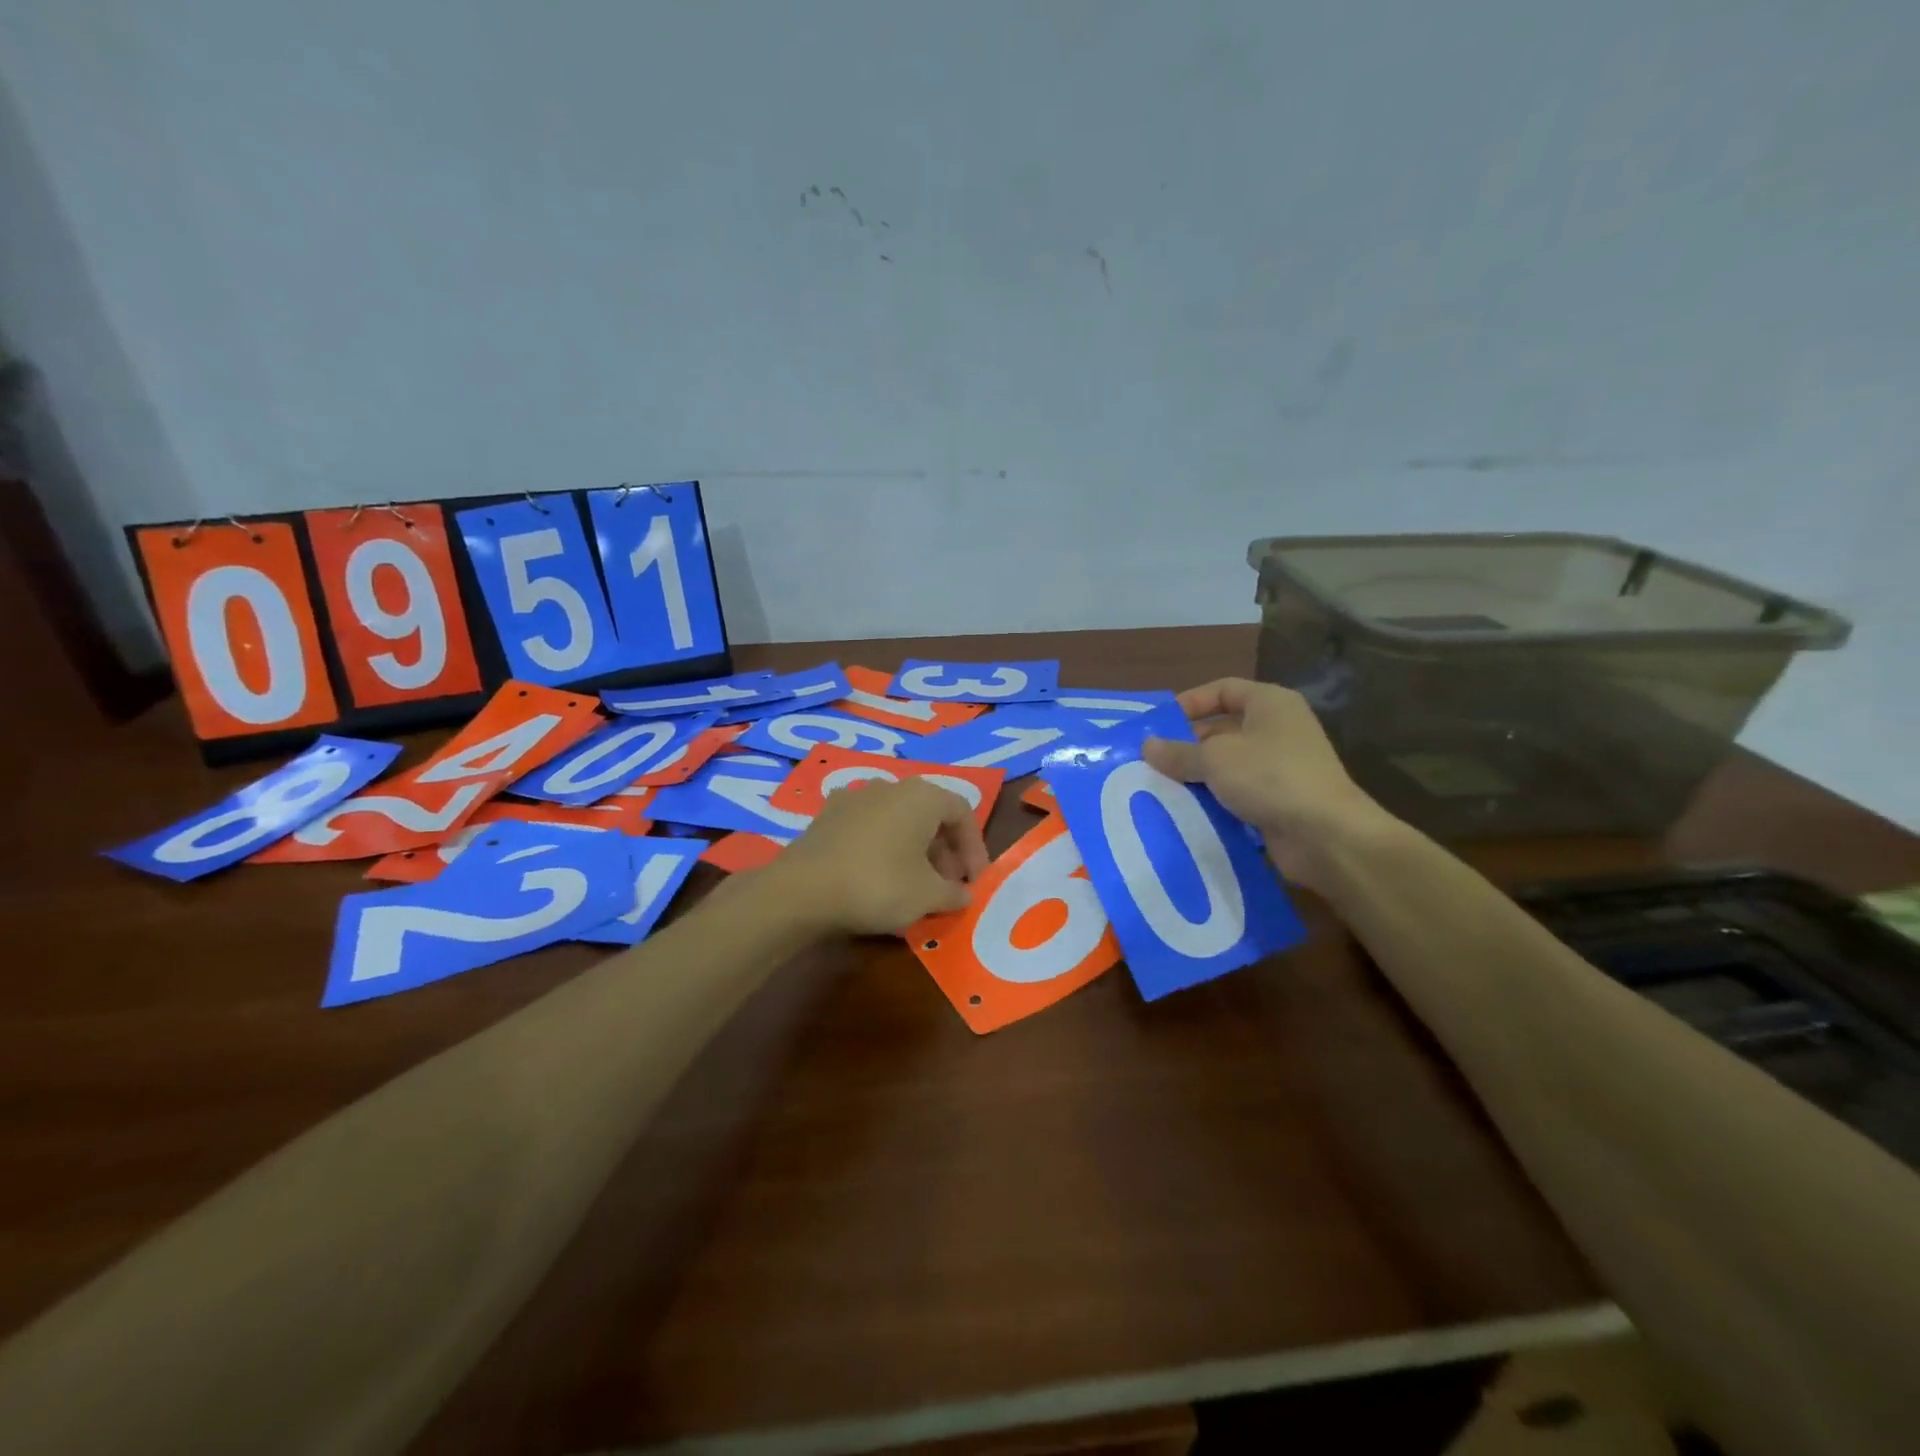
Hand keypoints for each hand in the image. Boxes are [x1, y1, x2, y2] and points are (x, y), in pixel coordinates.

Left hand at [763, 777, 990, 935]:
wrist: (802, 889)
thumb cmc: (878, 885)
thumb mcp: (927, 896)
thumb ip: (953, 893)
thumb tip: (964, 895)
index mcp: (923, 796)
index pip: (963, 813)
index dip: (974, 849)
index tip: (973, 882)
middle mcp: (891, 786)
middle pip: (930, 814)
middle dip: (944, 850)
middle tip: (947, 885)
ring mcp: (856, 796)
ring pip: (899, 818)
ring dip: (914, 847)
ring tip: (914, 882)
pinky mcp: (828, 814)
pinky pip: (869, 826)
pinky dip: (883, 845)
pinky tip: (876, 873)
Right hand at [1142, 678, 1394, 891]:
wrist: (1325, 835)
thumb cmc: (1270, 777)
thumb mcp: (1215, 758)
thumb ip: (1178, 752)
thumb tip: (1147, 746)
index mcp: (1270, 703)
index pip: (1223, 689)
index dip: (1190, 702)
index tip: (1158, 724)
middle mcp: (1278, 729)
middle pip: (1223, 729)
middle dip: (1187, 745)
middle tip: (1152, 762)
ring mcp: (1281, 767)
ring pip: (1228, 765)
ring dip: (1198, 776)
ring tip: (1161, 788)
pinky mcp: (1280, 801)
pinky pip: (1238, 794)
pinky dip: (1214, 801)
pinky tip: (1186, 812)